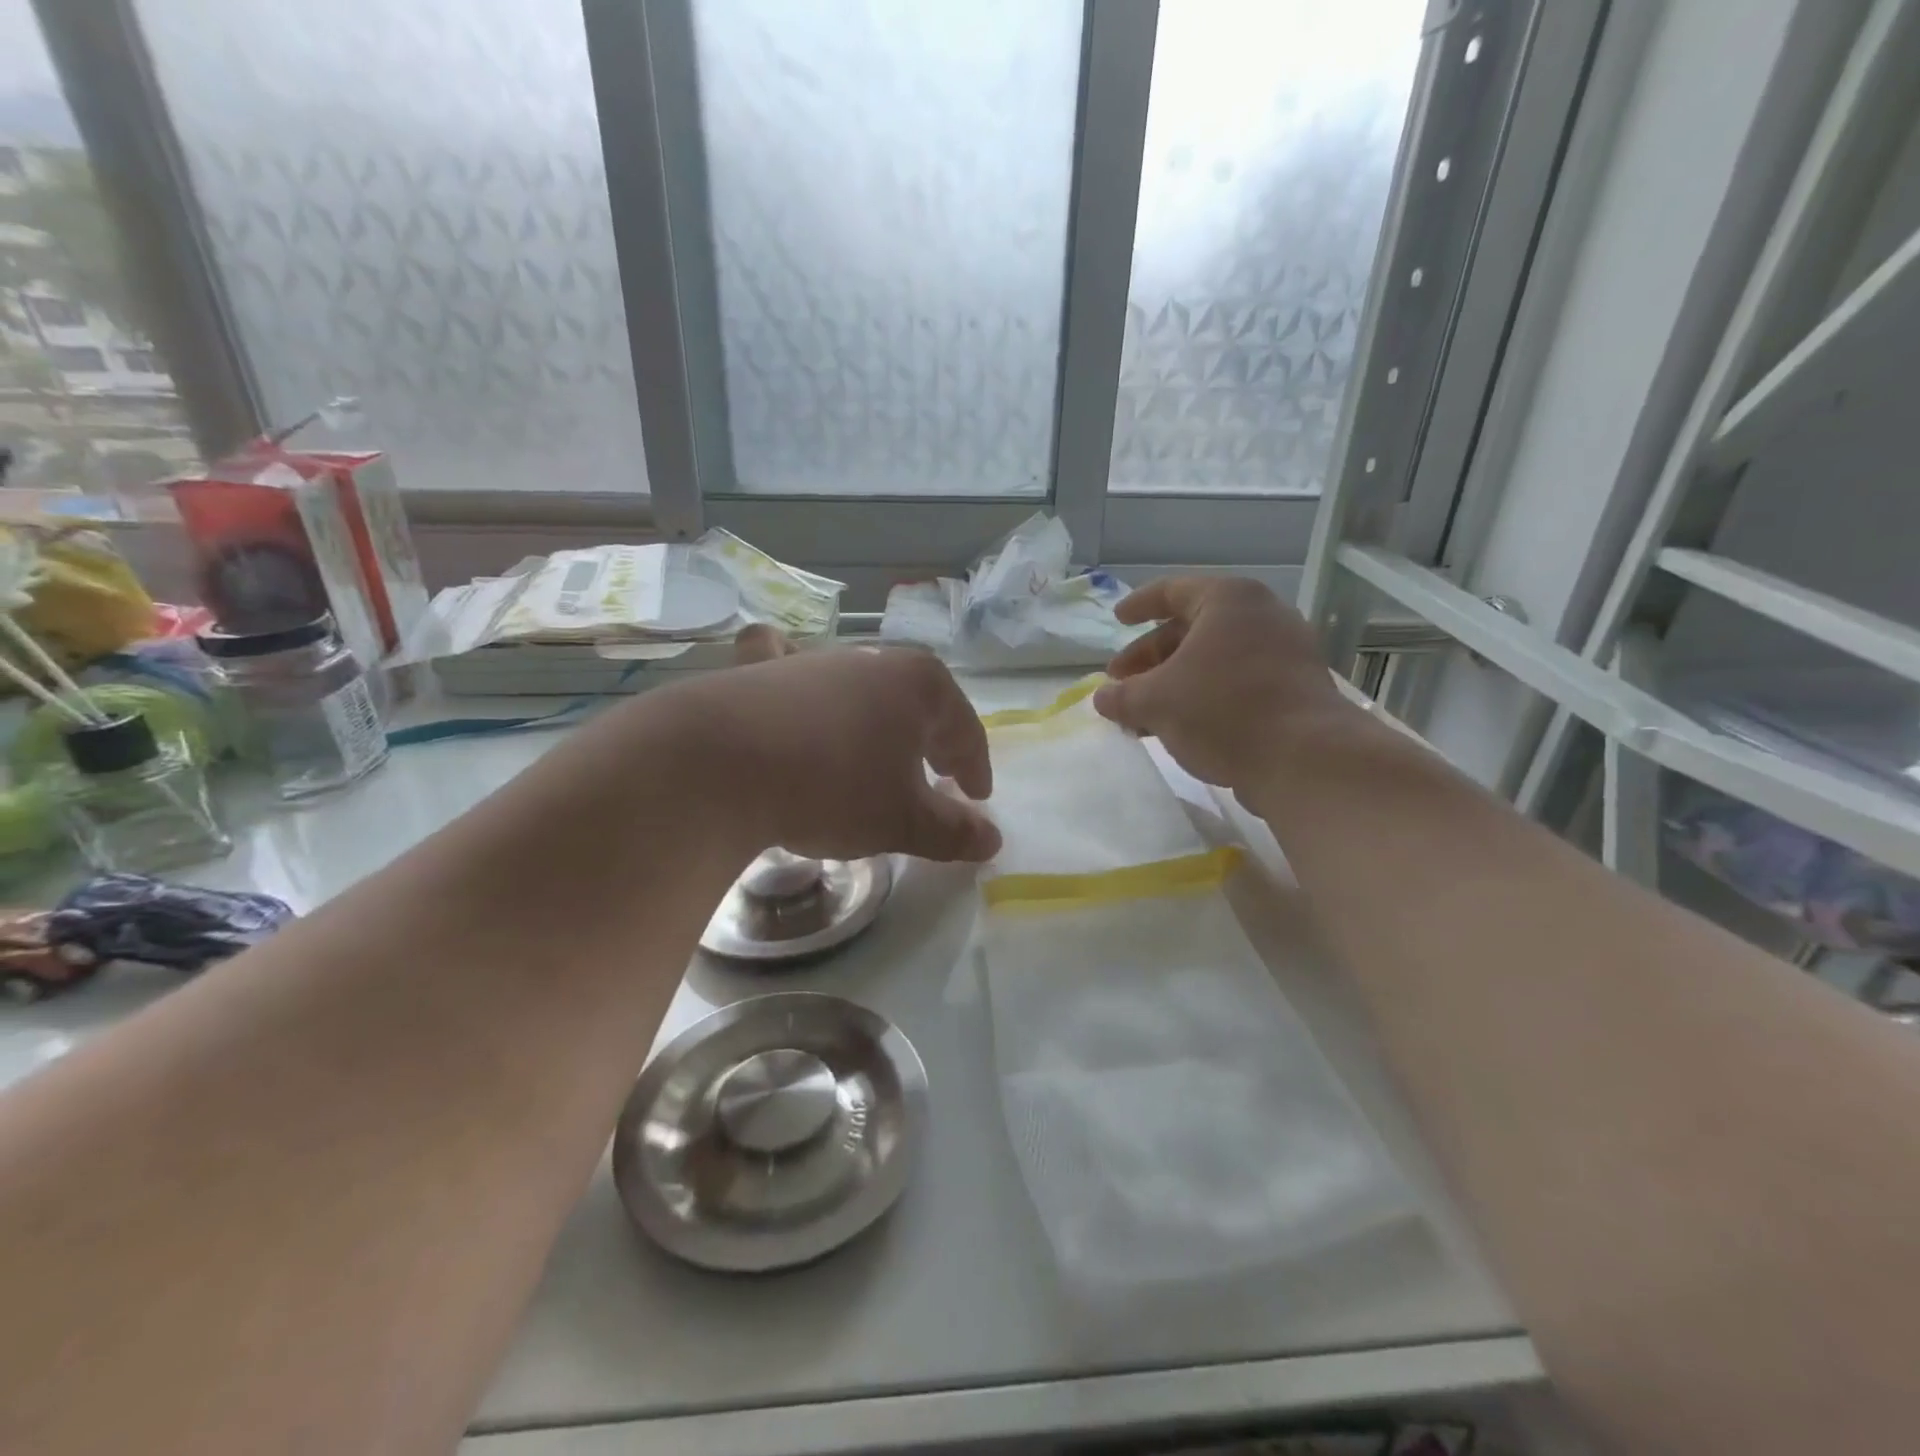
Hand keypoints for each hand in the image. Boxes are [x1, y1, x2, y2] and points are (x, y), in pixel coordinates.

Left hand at [654, 629, 999, 863]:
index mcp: (919, 686)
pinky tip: (790, 690)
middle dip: (931, 740)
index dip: (975, 767)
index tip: (977, 797)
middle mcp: (872, 661)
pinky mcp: (760, 670)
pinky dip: (798, 679)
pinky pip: (789, 666)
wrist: (718, 764)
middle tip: (936, 776)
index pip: (965, 730)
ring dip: (875, 720)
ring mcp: (813, 660)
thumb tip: (992, 840)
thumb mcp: (902, 820)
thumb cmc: (832, 788)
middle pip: (917, 703)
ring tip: (871, 754)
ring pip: (861, 688)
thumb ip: (952, 831)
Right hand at [1093, 577, 1355, 794]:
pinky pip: (1237, 683)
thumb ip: (1122, 696)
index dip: (1139, 605)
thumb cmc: (1223, 710)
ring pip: (1214, 660)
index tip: (1117, 620)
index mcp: (1228, 601)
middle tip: (1122, 682)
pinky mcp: (1295, 689)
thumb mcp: (1155, 701)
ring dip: (1174, 683)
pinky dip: (1204, 697)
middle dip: (1151, 657)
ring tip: (1143, 713)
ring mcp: (1285, 653)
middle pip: (1192, 629)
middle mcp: (1262, 617)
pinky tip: (1181, 728)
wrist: (1305, 759)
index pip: (1172, 591)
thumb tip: (1103, 697)